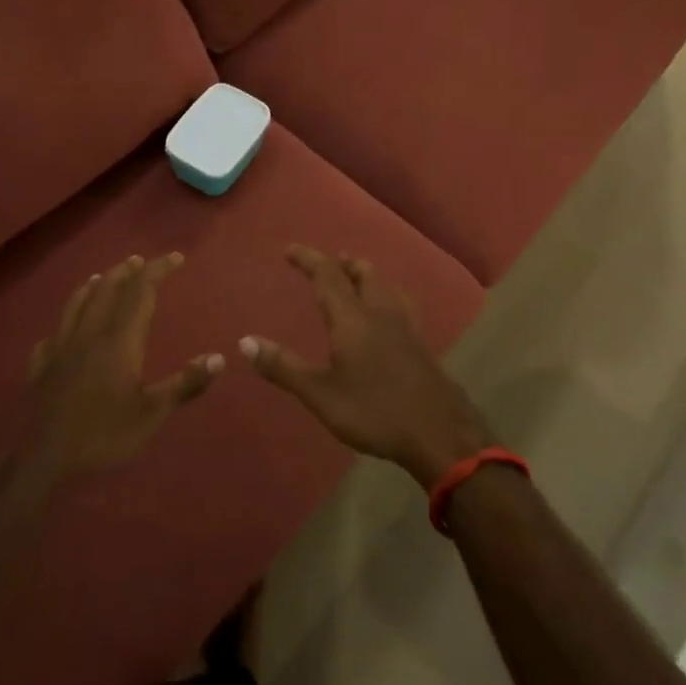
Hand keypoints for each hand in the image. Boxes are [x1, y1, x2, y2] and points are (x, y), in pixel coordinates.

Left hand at [24, 253, 223, 482]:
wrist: (46, 460)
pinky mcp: (42, 367)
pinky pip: (54, 332)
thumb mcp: (152, 414)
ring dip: (95, 285)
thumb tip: (218, 357)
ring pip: (77, 303)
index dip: (157, 270)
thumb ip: (185, 383)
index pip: (140, 292)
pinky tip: (65, 328)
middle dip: (127, 271)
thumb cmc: (105, 436)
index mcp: (119, 341)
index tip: (175, 257)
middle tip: (141, 261)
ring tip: (104, 276)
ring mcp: (61, 348)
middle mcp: (89, 334)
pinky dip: (66, 320)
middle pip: (107, 289)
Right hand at [241, 246, 493, 488]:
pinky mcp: (423, 346)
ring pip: (387, 287)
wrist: (441, 435)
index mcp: (352, 318)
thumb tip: (244, 341)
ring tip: (359, 277)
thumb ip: (283, 367)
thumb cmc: (374, 412)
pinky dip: (388, 296)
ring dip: (368, 276)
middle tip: (331, 261)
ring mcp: (407, 328)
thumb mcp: (320, 394)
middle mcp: (381, 313)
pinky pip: (403, 306)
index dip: (308, 258)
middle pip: (364, 274)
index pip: (327, 275)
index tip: (290, 249)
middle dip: (343, 264)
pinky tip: (391, 315)